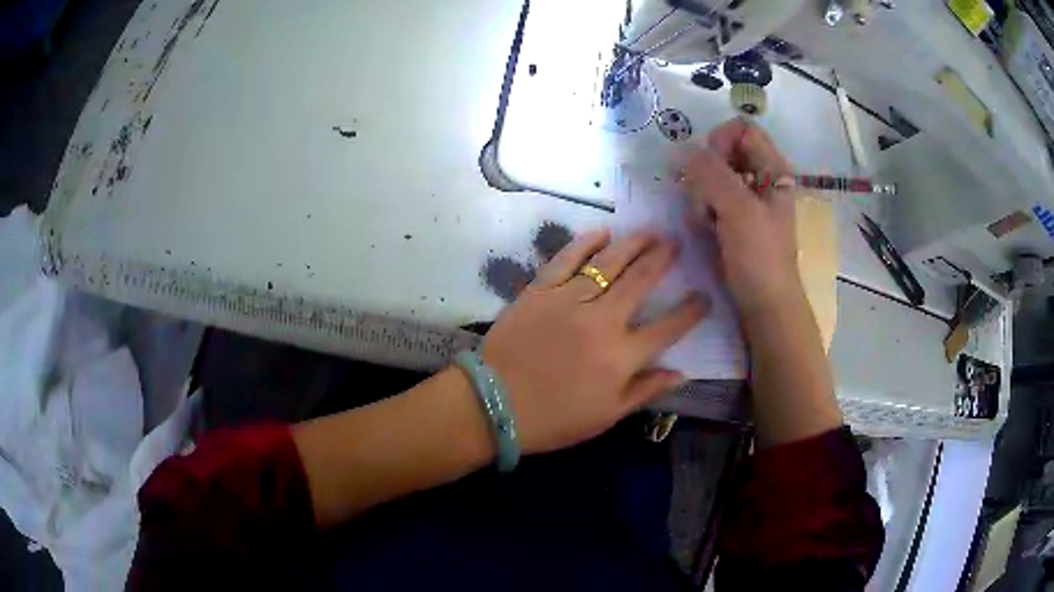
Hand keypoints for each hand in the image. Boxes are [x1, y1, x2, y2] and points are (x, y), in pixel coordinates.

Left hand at [481, 229, 708, 455]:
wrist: (493, 404)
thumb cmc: (553, 419)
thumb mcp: (606, 416)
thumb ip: (645, 391)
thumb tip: (681, 372)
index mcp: (621, 356)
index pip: (668, 328)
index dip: (691, 311)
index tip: (705, 296)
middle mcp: (602, 321)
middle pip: (641, 282)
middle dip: (664, 259)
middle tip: (677, 243)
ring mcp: (569, 300)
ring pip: (609, 263)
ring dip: (634, 244)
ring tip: (651, 231)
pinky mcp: (540, 290)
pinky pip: (567, 260)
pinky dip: (585, 243)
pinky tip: (602, 232)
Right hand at [679, 118, 802, 315]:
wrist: (764, 305)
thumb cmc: (760, 257)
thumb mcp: (738, 210)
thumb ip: (711, 174)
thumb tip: (680, 150)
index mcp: (772, 168)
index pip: (741, 129)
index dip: (721, 140)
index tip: (709, 165)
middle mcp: (760, 177)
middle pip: (722, 151)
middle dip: (706, 172)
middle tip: (706, 199)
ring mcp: (745, 199)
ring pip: (711, 176)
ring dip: (701, 195)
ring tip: (707, 221)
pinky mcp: (732, 218)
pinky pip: (708, 198)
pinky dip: (703, 210)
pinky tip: (707, 230)